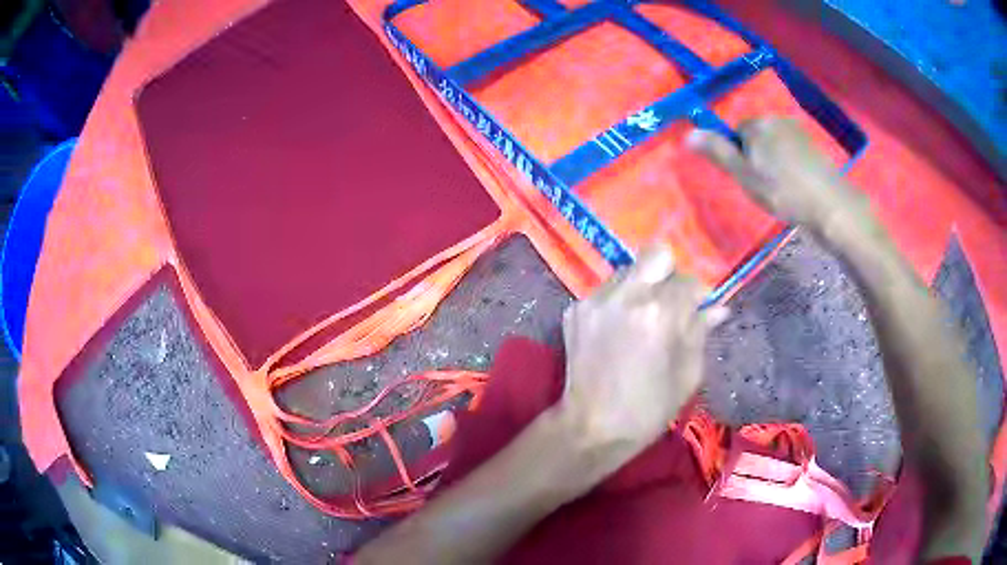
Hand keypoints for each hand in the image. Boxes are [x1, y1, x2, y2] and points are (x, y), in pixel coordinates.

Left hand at [557, 244, 728, 456]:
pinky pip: (606, 291)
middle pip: (656, 255)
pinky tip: (619, 330)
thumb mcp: (688, 375)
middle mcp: (626, 295)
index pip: (688, 281)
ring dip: (643, 286)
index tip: (700, 308)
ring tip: (644, 318)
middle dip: (670, 274)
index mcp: (660, 313)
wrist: (591, 428)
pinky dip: (618, 303)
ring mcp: (595, 299)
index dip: (699, 295)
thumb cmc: (648, 410)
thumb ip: (701, 332)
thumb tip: (718, 307)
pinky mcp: (575, 310)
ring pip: (628, 270)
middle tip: (672, 302)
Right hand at [688, 118, 870, 233]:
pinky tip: (798, 185)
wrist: (829, 205)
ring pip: (775, 144)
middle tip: (766, 186)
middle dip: (758, 156)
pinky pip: (792, 150)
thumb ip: (718, 152)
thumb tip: (688, 133)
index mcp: (757, 124)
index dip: (740, 155)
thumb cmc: (783, 192)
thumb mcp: (745, 176)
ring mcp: (797, 131)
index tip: (749, 178)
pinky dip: (791, 164)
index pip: (737, 132)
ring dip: (775, 161)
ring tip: (784, 188)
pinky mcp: (813, 145)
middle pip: (757, 135)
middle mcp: (776, 119)